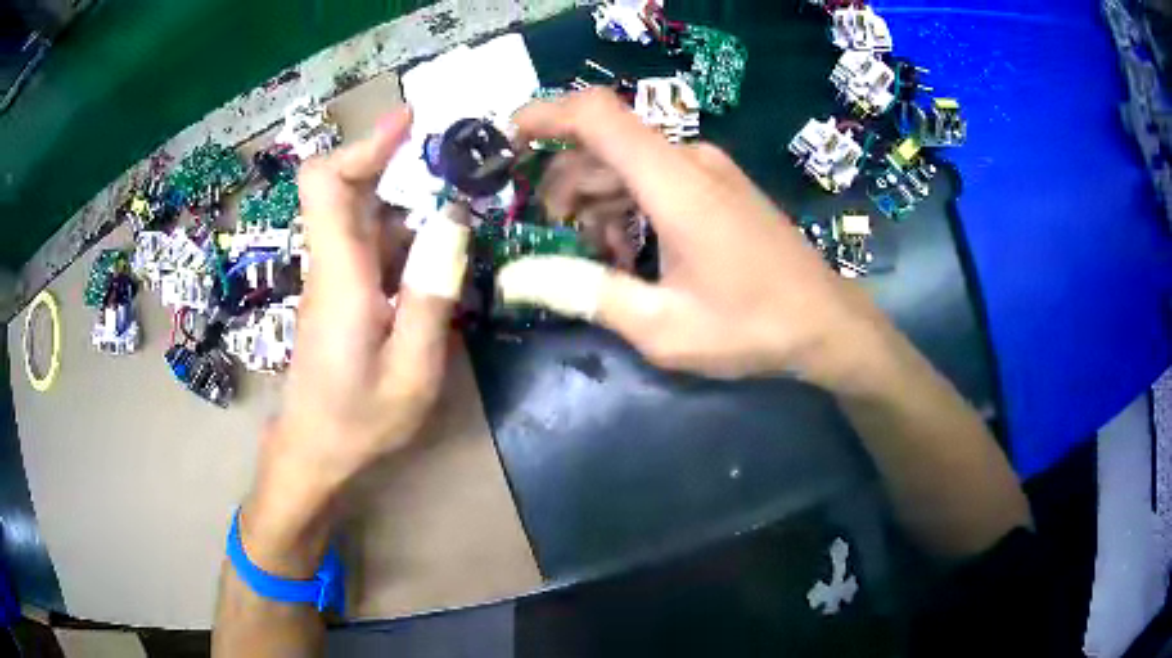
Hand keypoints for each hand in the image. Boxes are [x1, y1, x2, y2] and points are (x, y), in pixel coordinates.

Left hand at [242, 107, 468, 573]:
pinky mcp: (341, 292)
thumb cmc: (358, 421)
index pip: (326, 185)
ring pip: (362, 213)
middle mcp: (330, 264)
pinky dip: (405, 234)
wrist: (314, 452)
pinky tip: (439, 255)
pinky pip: (369, 243)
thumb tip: (452, 224)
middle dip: (398, 162)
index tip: (409, 121)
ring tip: (462, 207)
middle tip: (457, 163)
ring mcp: (333, 277)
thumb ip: (431, 298)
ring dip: (408, 200)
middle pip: (346, 186)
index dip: (363, 144)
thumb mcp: (412, 372)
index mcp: (339, 277)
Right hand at [501, 89, 888, 387]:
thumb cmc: (751, 326)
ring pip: (628, 164)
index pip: (597, 115)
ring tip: (595, 260)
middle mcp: (689, 160)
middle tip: (550, 239)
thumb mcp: (662, 326)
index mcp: (674, 183)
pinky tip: (630, 253)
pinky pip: (656, 179)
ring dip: (596, 202)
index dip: (545, 115)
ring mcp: (708, 170)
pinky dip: (628, 206)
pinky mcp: (718, 186)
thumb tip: (519, 277)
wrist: (826, 322)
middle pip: (603, 147)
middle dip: (564, 185)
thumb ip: (588, 294)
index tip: (508, 142)